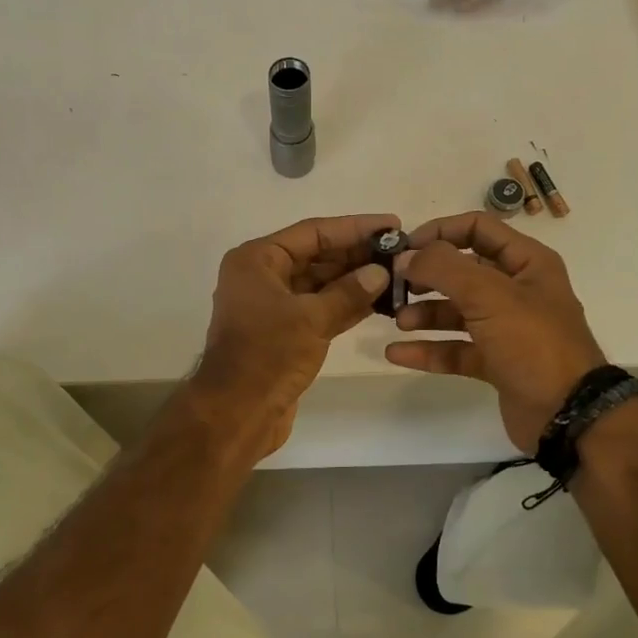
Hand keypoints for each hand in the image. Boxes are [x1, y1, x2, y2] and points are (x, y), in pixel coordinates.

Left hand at [191, 213, 398, 455]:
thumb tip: (380, 272)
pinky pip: (319, 309)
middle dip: (357, 255)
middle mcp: (262, 277)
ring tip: (397, 275)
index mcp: (257, 260)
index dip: (354, 227)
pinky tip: (378, 303)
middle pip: (316, 256)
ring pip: (320, 285)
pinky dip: (345, 306)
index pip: (313, 233)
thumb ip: (348, 292)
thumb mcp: (312, 318)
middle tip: (401, 252)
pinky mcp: (284, 334)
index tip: (392, 224)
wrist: (237, 412)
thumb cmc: (268, 355)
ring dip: (355, 281)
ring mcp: (272, 307)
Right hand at [384, 212, 606, 452]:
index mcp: (527, 263)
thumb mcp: (490, 295)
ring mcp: (506, 329)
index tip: (404, 247)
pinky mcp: (495, 362)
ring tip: (398, 321)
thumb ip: (444, 269)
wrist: (567, 415)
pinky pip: (455, 349)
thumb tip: (406, 257)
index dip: (440, 231)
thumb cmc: (533, 343)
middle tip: (393, 284)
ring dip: (424, 313)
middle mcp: (517, 290)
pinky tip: (397, 353)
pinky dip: (428, 350)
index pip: (478, 229)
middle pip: (462, 271)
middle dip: (426, 276)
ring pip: (456, 311)